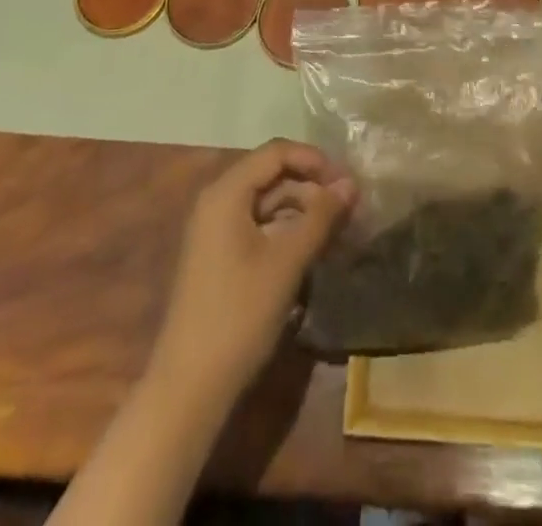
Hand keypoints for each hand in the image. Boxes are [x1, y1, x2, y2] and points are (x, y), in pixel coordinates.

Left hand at [150, 139, 355, 399]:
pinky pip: (260, 226)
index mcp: (227, 192)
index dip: (315, 159)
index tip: (347, 181)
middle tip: (349, 207)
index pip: (277, 152)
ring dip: (303, 209)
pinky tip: (313, 249)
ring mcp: (216, 230)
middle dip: (312, 185)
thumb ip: (321, 216)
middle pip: (272, 174)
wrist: (189, 388)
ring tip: (338, 228)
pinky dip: (288, 230)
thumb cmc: (239, 315)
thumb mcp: (287, 261)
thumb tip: (351, 183)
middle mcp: (218, 201)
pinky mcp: (220, 257)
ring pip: (268, 202)